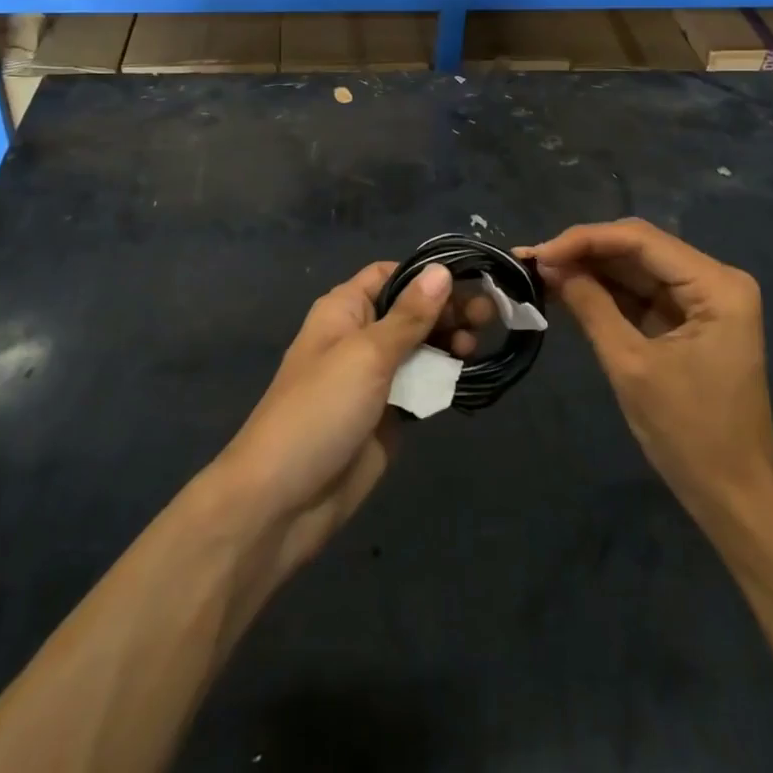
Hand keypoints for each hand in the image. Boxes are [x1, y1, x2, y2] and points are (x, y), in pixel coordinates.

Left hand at [208, 261, 451, 585]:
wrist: (283, 501)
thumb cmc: (320, 410)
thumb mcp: (367, 354)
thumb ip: (409, 315)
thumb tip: (441, 271)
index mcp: (345, 309)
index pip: (391, 275)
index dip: (428, 274)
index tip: (471, 278)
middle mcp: (362, 336)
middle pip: (412, 310)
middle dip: (448, 309)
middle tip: (489, 315)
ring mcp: (376, 378)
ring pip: (421, 348)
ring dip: (450, 342)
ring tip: (475, 347)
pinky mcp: (389, 415)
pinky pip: (422, 386)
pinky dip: (444, 378)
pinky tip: (467, 375)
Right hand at [523, 220, 772, 524]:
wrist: (735, 500)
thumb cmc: (690, 434)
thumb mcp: (631, 365)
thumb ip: (590, 305)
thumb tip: (547, 263)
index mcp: (716, 285)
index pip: (640, 240)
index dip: (584, 239)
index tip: (537, 254)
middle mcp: (714, 279)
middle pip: (637, 248)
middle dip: (583, 251)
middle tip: (530, 260)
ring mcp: (702, 300)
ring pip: (634, 267)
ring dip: (588, 268)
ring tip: (537, 271)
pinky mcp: (687, 320)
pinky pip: (639, 292)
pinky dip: (602, 291)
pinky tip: (565, 288)